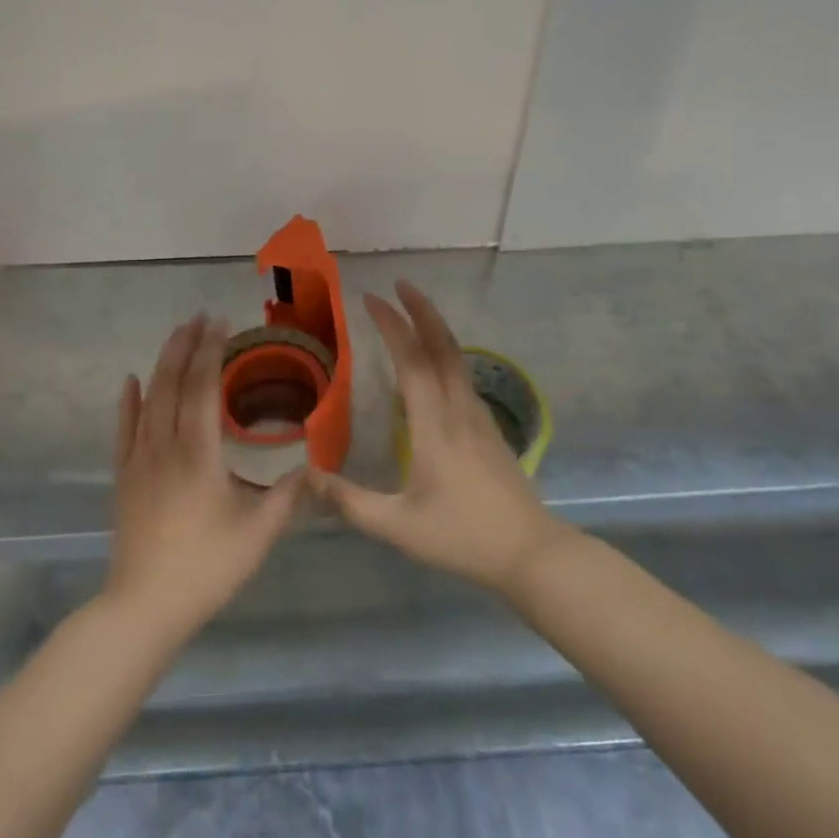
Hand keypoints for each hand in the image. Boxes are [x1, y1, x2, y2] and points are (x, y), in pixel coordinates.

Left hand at [103, 315, 303, 646]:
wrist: (144, 606)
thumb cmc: (205, 568)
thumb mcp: (258, 535)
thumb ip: (288, 498)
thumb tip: (313, 468)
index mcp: (198, 452)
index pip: (203, 387)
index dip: (212, 351)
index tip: (221, 324)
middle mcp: (165, 444)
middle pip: (173, 382)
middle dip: (186, 345)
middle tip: (199, 317)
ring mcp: (139, 458)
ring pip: (149, 398)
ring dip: (163, 363)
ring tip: (176, 336)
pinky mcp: (124, 476)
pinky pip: (125, 428)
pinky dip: (129, 400)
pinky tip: (131, 380)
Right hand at [310, 281, 567, 594]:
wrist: (532, 553)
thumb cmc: (462, 536)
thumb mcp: (398, 526)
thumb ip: (350, 501)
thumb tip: (306, 478)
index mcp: (435, 423)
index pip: (411, 360)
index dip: (392, 325)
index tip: (371, 299)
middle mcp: (459, 409)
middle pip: (442, 346)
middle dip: (421, 310)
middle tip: (400, 284)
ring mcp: (479, 417)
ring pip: (457, 358)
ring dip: (435, 328)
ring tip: (414, 313)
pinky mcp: (489, 429)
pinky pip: (463, 377)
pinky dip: (445, 354)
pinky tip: (435, 366)